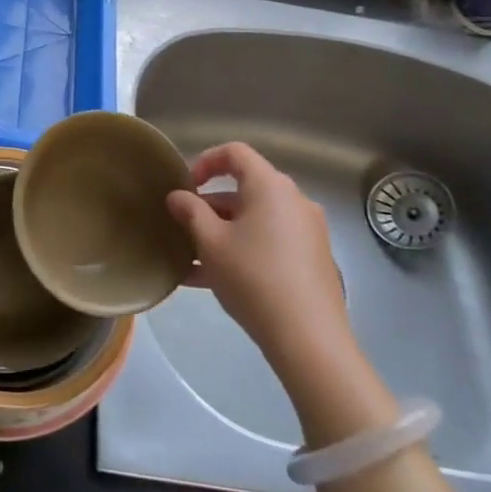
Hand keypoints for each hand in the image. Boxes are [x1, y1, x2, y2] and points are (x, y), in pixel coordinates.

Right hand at [166, 143, 352, 372]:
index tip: (184, 186)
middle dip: (209, 205)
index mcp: (270, 186)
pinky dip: (242, 249)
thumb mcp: (210, 242)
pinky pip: (269, 242)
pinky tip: (212, 279)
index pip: (235, 153)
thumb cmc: (253, 277)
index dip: (205, 161)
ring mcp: (307, 231)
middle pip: (245, 189)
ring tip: (191, 258)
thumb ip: (190, 212)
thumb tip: (178, 196)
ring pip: (255, 219)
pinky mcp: (312, 260)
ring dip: (222, 231)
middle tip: (183, 226)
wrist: (308, 338)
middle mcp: (294, 201)